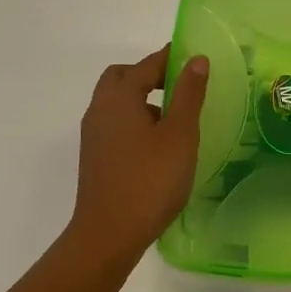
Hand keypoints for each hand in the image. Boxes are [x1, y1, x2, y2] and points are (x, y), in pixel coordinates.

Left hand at [67, 45, 209, 263]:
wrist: (108, 234)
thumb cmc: (150, 180)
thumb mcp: (180, 135)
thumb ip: (188, 94)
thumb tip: (196, 59)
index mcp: (120, 97)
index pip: (147, 65)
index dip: (170, 58)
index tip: (193, 57)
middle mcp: (100, 109)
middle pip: (122, 78)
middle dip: (149, 75)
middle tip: (179, 85)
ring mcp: (93, 134)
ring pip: (116, 102)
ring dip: (142, 99)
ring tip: (174, 117)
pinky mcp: (94, 156)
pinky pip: (114, 123)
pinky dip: (134, 119)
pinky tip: (157, 143)